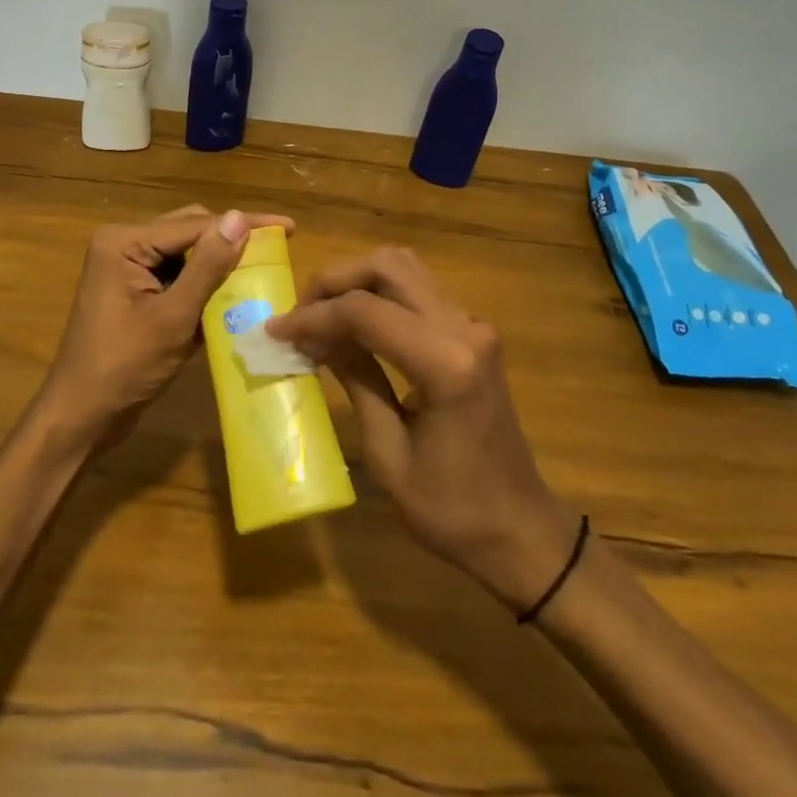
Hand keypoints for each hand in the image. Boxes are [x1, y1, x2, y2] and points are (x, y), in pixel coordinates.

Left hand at [37, 205, 294, 458]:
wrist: (81, 417)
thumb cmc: (124, 367)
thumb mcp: (173, 317)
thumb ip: (207, 267)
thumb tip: (239, 219)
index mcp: (124, 242)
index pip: (195, 224)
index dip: (244, 224)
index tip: (287, 227)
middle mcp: (123, 245)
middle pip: (190, 231)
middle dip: (232, 241)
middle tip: (278, 247)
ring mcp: (127, 270)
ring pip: (186, 255)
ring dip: (219, 264)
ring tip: (263, 267)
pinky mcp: (134, 293)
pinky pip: (177, 277)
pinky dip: (204, 285)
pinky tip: (234, 294)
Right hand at [269, 247, 574, 610]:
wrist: (521, 529)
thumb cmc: (451, 509)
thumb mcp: (388, 453)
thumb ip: (354, 380)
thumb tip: (312, 338)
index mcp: (446, 364)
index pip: (365, 311)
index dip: (313, 316)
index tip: (275, 331)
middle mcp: (464, 328)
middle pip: (388, 266)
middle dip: (334, 280)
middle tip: (300, 314)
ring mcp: (473, 325)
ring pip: (404, 268)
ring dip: (356, 281)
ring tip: (321, 315)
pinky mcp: (473, 332)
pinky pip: (418, 290)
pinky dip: (378, 294)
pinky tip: (353, 324)